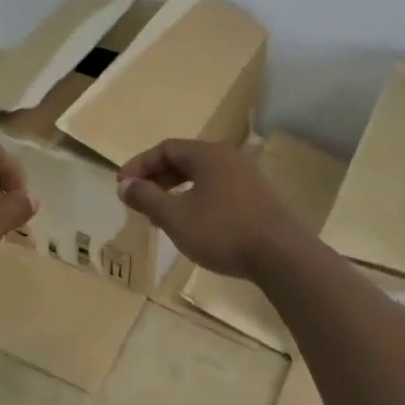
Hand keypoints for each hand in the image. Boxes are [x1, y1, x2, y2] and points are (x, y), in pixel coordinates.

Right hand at [117, 138, 311, 279]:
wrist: (282, 256)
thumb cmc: (223, 231)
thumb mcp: (176, 216)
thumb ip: (147, 198)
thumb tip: (125, 185)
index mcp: (209, 154)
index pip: (166, 148)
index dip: (140, 165)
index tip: (122, 186)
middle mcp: (229, 158)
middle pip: (185, 160)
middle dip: (157, 178)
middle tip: (138, 199)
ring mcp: (248, 178)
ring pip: (202, 177)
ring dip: (176, 191)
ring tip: (160, 214)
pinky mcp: (259, 199)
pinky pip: (218, 190)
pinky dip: (196, 200)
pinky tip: (192, 224)